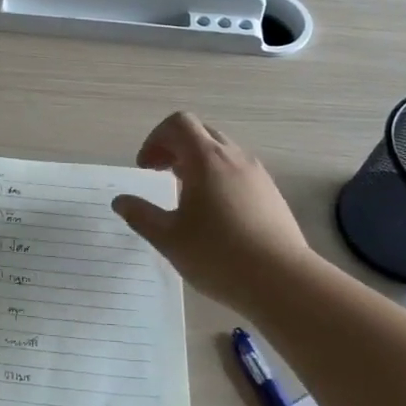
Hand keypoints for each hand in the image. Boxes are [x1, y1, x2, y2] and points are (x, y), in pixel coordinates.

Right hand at [111, 112, 317, 306]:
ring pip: (222, 152)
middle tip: (160, 175)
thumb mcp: (168, 238)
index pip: (178, 124)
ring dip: (197, 162)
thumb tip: (121, 202)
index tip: (146, 168)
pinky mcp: (272, 194)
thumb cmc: (218, 256)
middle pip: (200, 133)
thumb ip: (140, 215)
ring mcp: (257, 175)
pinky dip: (218, 177)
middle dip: (174, 148)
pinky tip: (215, 214)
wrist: (284, 282)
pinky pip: (238, 171)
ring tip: (186, 195)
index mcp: (206, 159)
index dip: (155, 139)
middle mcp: (234, 158)